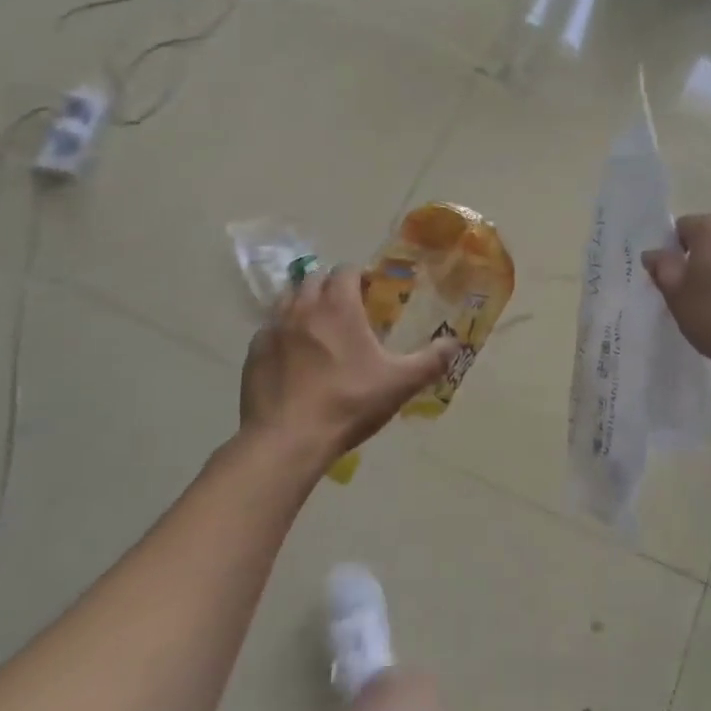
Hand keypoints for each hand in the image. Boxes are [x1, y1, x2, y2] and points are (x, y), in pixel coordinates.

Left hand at [239, 264, 457, 475]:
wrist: (287, 440)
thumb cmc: (348, 404)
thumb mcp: (399, 384)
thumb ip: (430, 361)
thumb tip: (456, 343)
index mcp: (338, 307)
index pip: (345, 271)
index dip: (359, 276)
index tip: (370, 290)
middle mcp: (302, 308)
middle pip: (313, 279)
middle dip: (330, 286)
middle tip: (346, 308)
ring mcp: (272, 329)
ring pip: (288, 299)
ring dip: (304, 303)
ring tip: (318, 327)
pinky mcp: (254, 353)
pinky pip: (269, 329)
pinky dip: (283, 331)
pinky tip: (293, 355)